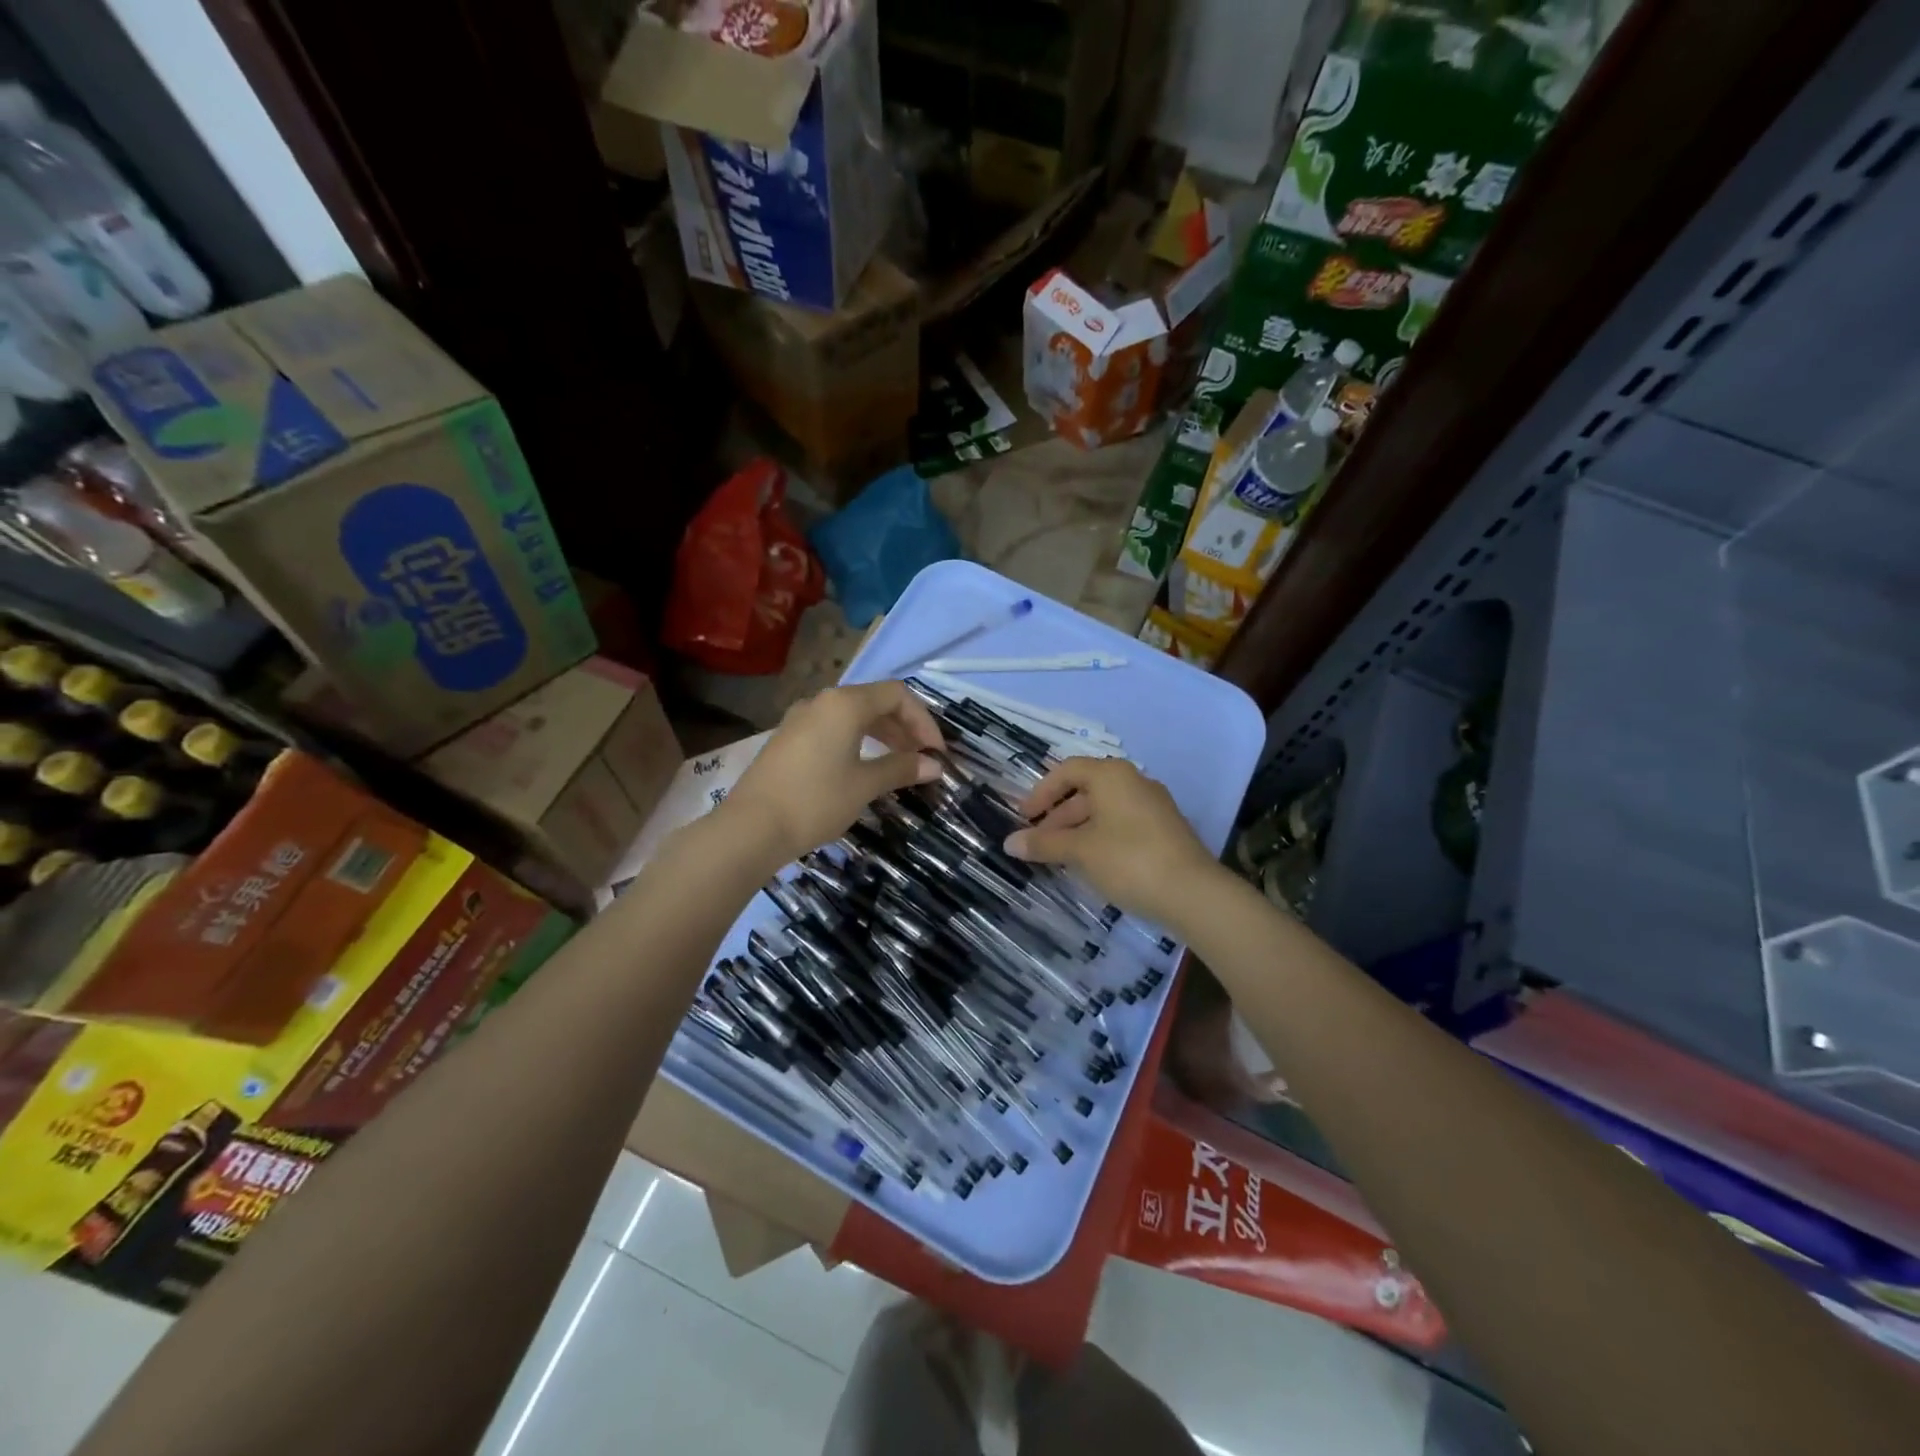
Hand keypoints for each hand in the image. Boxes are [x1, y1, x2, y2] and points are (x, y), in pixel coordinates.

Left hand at [722, 681, 943, 867]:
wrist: (751, 828)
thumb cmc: (816, 801)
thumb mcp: (865, 785)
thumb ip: (901, 769)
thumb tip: (933, 766)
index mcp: (845, 704)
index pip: (897, 695)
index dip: (923, 720)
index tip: (935, 752)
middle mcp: (822, 702)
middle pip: (874, 701)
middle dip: (904, 727)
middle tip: (922, 759)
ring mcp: (800, 719)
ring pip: (852, 716)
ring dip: (881, 734)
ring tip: (899, 762)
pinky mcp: (788, 739)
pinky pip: (832, 729)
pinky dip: (857, 740)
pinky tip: (864, 766)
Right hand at [1003, 757, 1223, 928]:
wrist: (1193, 893)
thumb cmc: (1128, 860)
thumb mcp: (1079, 851)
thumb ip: (1044, 843)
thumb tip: (1010, 842)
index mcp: (1111, 775)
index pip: (1067, 770)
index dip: (1040, 792)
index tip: (1023, 818)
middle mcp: (1133, 781)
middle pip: (1085, 790)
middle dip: (1057, 816)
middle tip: (1038, 843)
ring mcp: (1153, 805)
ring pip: (1104, 810)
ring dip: (1077, 829)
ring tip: (1060, 858)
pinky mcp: (1164, 830)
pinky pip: (1122, 824)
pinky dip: (1099, 837)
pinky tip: (1091, 864)